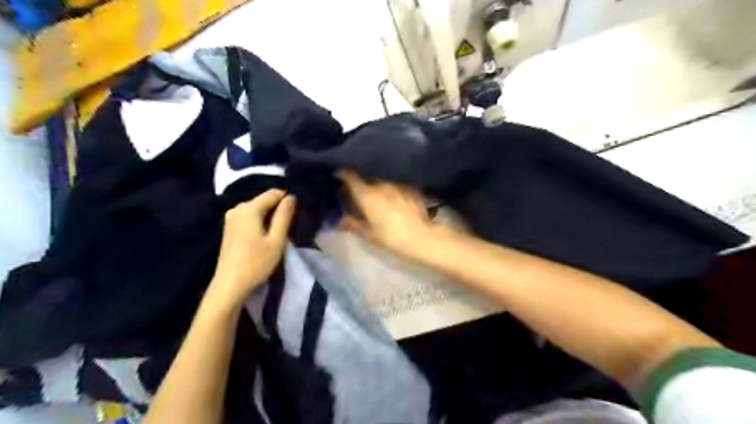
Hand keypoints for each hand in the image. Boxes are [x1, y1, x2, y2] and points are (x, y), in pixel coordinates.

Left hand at [209, 189, 297, 310]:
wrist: (230, 285)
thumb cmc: (257, 263)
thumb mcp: (277, 240)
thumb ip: (284, 216)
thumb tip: (291, 197)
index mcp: (249, 208)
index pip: (273, 193)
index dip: (287, 200)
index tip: (297, 213)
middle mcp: (238, 208)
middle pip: (264, 200)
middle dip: (278, 208)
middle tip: (290, 224)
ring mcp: (231, 218)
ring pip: (257, 209)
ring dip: (270, 216)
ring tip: (280, 231)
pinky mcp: (230, 227)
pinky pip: (250, 216)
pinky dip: (261, 221)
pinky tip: (266, 235)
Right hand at [339, 168, 433, 256]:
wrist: (422, 237)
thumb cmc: (391, 237)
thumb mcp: (369, 234)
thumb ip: (353, 224)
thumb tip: (341, 220)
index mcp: (367, 194)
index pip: (350, 177)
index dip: (343, 174)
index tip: (339, 176)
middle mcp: (381, 185)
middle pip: (367, 179)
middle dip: (361, 184)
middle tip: (358, 195)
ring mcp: (397, 185)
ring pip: (382, 182)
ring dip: (377, 188)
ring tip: (377, 199)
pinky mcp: (410, 189)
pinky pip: (395, 187)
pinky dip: (391, 191)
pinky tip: (394, 202)